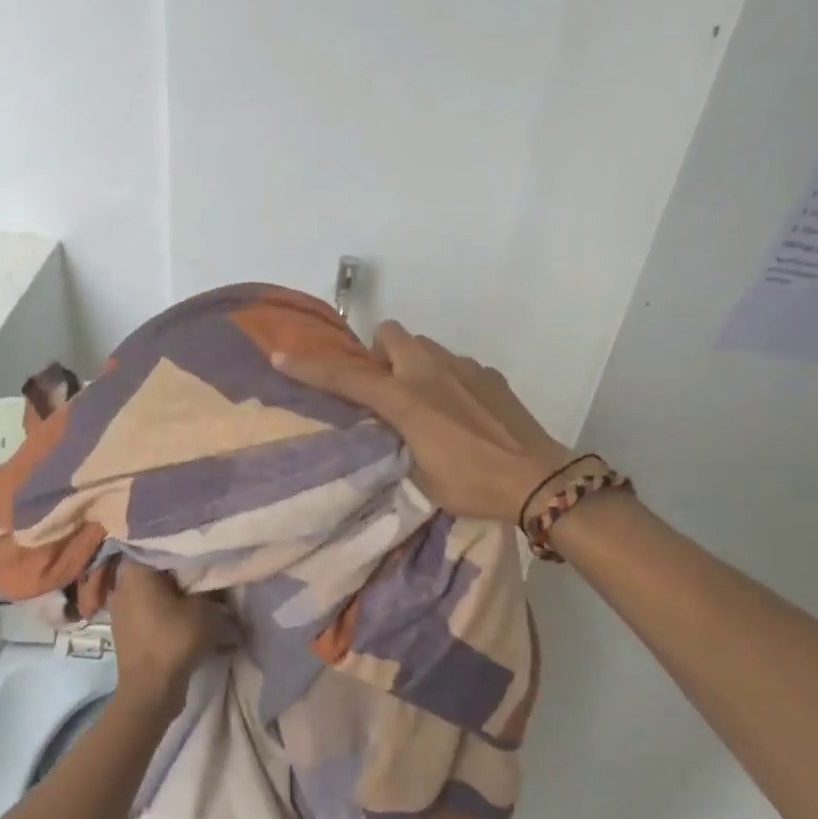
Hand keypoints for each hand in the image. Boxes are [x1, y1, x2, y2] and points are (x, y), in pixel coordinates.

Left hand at [107, 560, 217, 723]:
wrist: (150, 690)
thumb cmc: (174, 640)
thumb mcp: (204, 609)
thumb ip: (211, 589)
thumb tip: (217, 581)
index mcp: (135, 571)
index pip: (158, 544)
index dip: (182, 544)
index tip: (203, 546)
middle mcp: (122, 585)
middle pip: (157, 569)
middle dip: (181, 571)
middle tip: (208, 569)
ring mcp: (122, 610)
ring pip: (155, 591)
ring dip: (176, 593)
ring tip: (203, 594)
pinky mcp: (128, 630)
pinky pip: (151, 611)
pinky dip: (169, 612)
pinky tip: (189, 617)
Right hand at [273, 320, 572, 523]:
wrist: (537, 478)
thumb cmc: (471, 484)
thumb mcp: (418, 475)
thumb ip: (394, 442)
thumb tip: (386, 428)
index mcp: (406, 399)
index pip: (347, 377)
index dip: (310, 367)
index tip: (280, 356)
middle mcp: (430, 371)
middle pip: (390, 334)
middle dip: (378, 355)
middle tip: (383, 391)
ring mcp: (464, 367)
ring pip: (423, 346)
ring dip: (410, 363)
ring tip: (420, 402)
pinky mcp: (489, 374)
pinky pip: (453, 363)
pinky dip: (445, 378)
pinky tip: (458, 411)